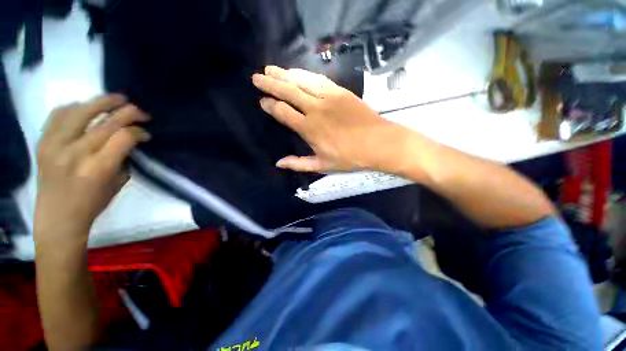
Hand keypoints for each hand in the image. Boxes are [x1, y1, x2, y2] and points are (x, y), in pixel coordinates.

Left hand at [34, 94, 149, 240]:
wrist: (56, 217)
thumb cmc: (92, 204)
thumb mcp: (117, 183)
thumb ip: (123, 158)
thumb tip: (130, 140)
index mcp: (98, 168)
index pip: (124, 137)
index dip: (139, 131)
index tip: (146, 133)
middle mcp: (76, 152)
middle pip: (106, 121)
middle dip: (128, 112)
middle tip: (140, 112)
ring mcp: (55, 144)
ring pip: (81, 110)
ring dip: (102, 102)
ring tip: (116, 99)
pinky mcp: (43, 142)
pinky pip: (59, 114)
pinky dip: (75, 107)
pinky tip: (85, 107)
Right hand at [252, 66, 410, 172]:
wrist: (378, 143)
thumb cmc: (349, 157)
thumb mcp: (322, 165)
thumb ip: (298, 163)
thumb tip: (278, 163)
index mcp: (309, 129)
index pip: (283, 112)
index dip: (270, 105)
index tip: (262, 101)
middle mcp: (315, 109)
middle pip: (288, 91)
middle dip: (270, 83)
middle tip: (257, 77)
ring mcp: (328, 97)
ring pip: (301, 81)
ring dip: (284, 74)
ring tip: (270, 69)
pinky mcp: (340, 91)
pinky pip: (318, 79)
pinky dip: (304, 74)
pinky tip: (296, 72)